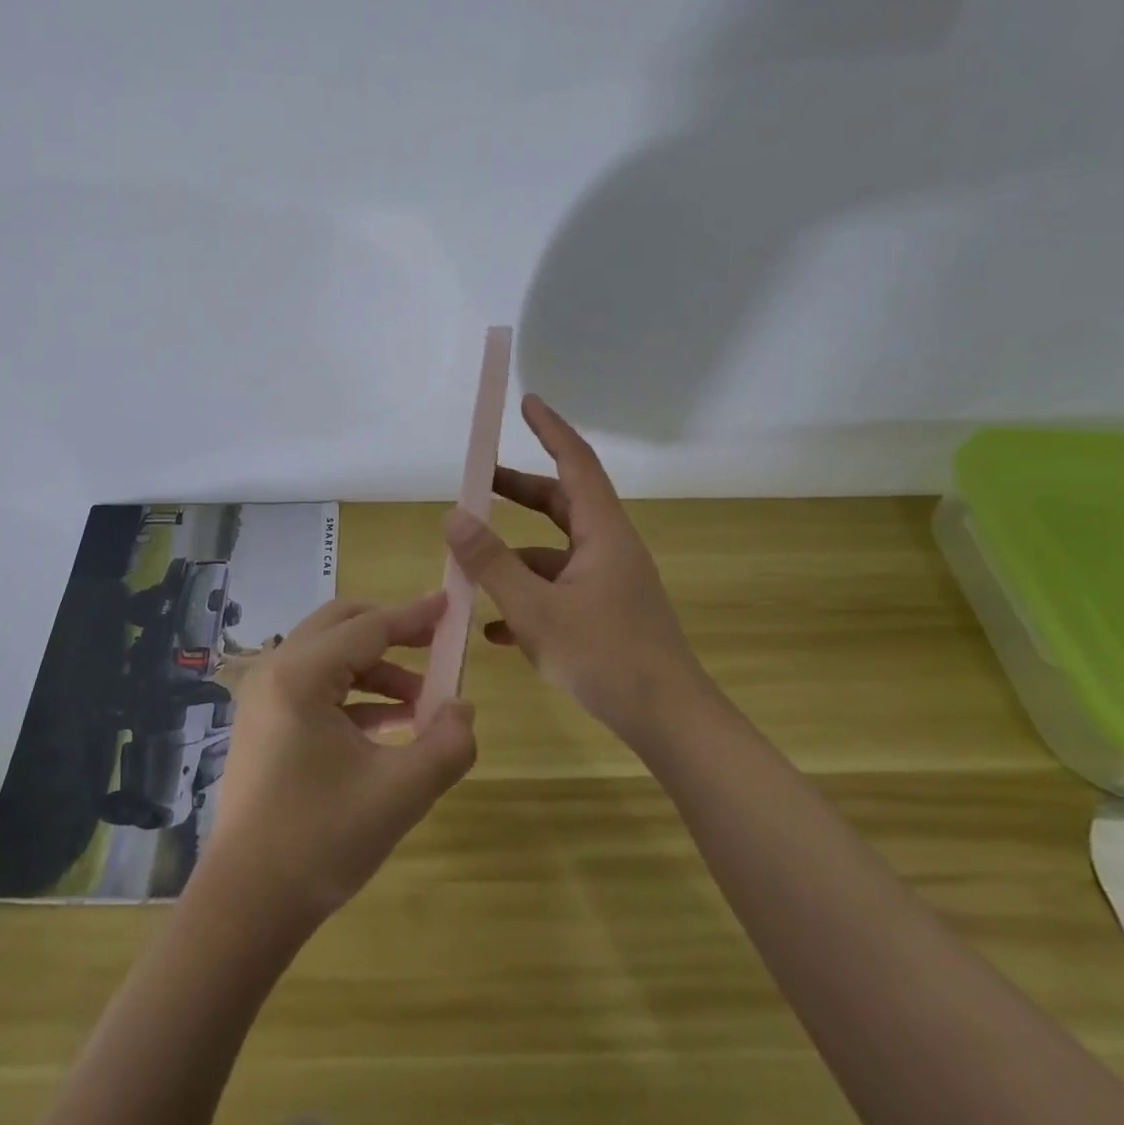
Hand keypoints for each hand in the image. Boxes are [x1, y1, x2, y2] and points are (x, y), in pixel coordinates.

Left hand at [202, 594, 477, 924]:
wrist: (246, 906)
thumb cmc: (321, 841)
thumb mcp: (399, 793)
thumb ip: (446, 744)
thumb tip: (463, 709)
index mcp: (300, 675)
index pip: (369, 627)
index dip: (414, 616)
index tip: (449, 604)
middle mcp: (275, 671)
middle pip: (341, 625)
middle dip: (392, 630)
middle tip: (435, 644)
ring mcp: (264, 697)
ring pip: (328, 655)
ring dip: (376, 667)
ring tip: (421, 701)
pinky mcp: (264, 723)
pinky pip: (315, 686)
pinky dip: (355, 693)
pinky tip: (390, 724)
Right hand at [444, 394, 707, 743]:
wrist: (670, 723)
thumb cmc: (606, 657)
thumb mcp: (536, 610)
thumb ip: (491, 563)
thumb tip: (453, 516)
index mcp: (602, 532)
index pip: (576, 462)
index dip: (550, 429)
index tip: (526, 401)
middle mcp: (609, 548)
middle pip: (561, 503)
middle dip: (518, 492)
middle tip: (477, 485)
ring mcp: (609, 582)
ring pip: (554, 551)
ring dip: (514, 553)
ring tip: (468, 565)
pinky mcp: (606, 614)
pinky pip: (559, 590)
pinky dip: (527, 595)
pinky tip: (492, 628)